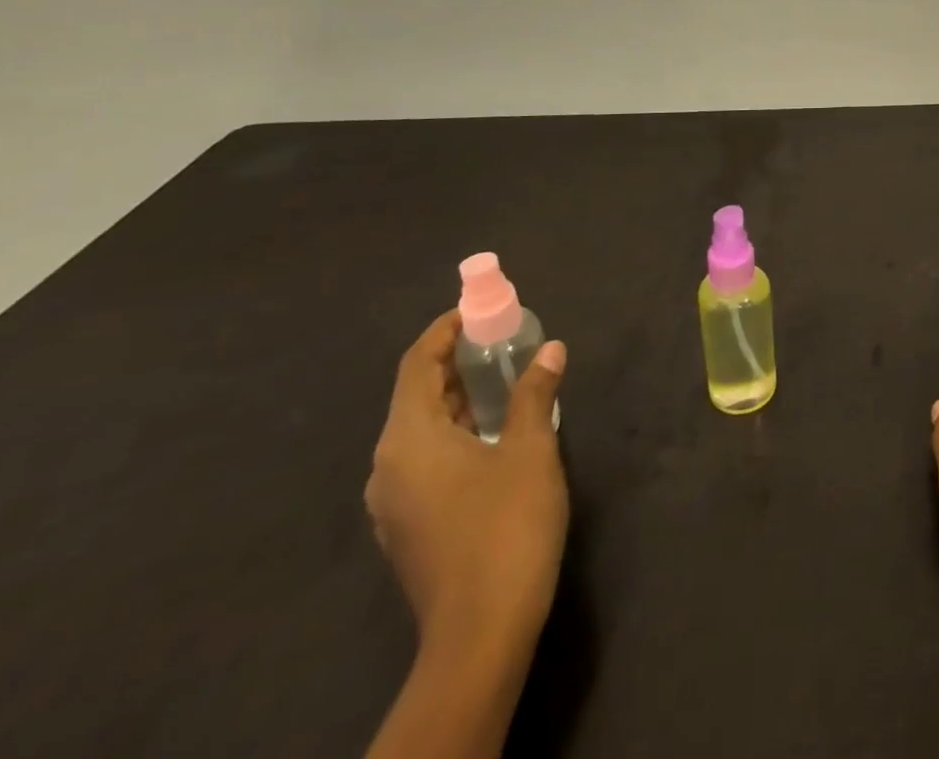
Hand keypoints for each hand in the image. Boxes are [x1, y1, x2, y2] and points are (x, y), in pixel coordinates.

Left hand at [365, 311, 569, 652]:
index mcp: (409, 439)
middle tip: (499, 338)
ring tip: (502, 377)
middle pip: (414, 396)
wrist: (481, 629)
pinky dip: (455, 430)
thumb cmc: (505, 525)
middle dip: (454, 362)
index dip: (443, 331)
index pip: (416, 365)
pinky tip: (493, 432)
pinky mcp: (409, 525)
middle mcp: (388, 466)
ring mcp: (393, 501)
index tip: (477, 309)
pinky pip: (425, 458)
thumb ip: (535, 393)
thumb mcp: (529, 449)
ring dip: (457, 397)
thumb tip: (551, 349)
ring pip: (420, 429)